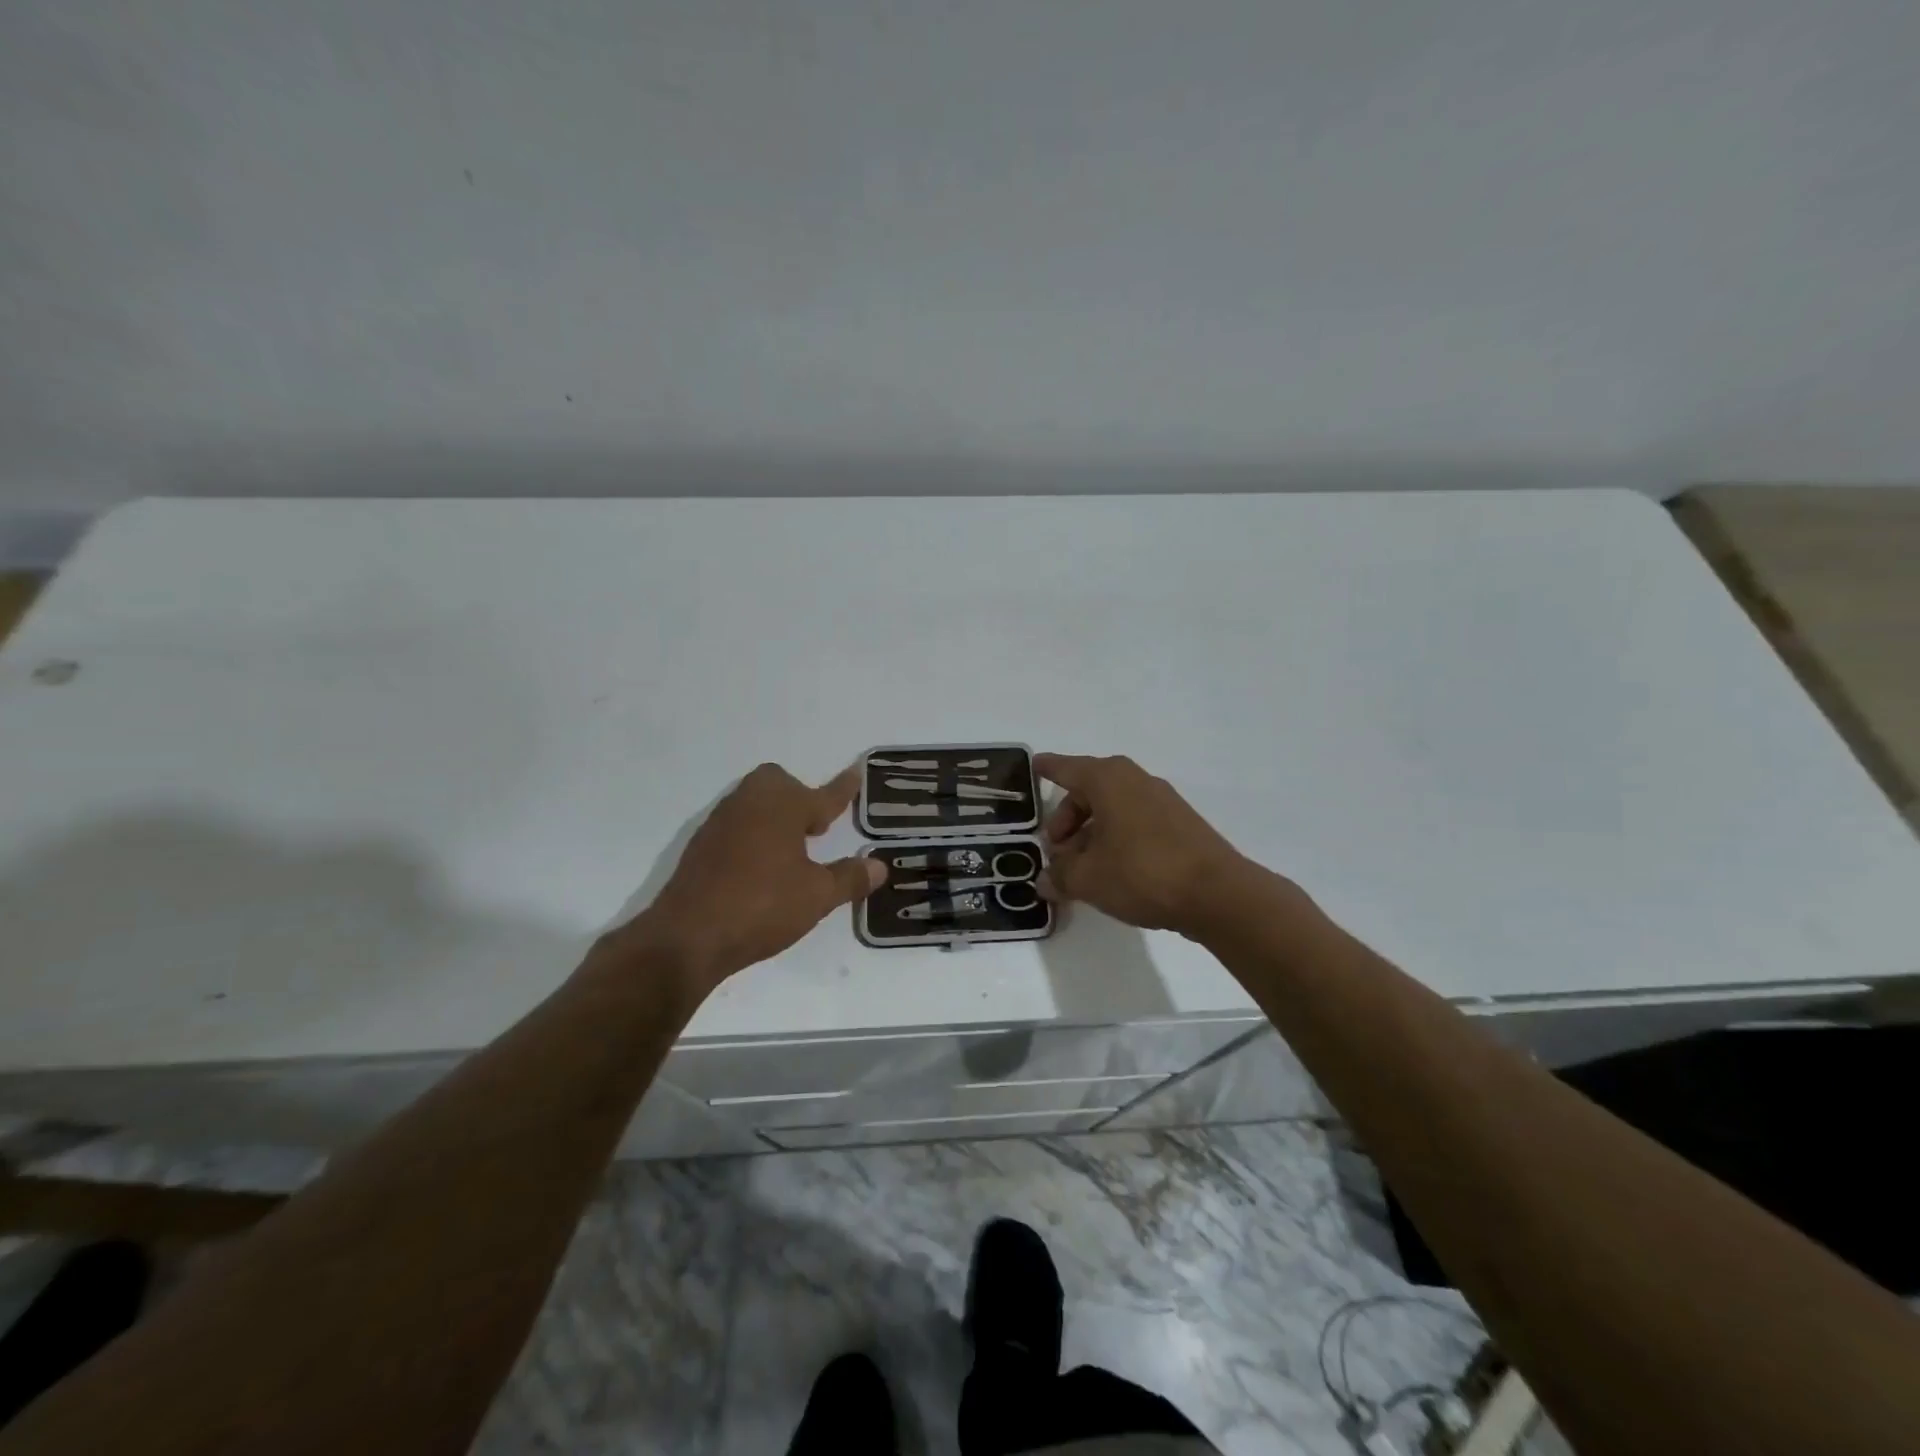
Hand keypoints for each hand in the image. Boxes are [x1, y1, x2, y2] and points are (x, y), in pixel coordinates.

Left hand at [616, 763, 883, 994]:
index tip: (857, 771)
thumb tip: (879, 865)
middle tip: (816, 829)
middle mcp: (751, 804)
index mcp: (783, 807)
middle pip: (779, 783)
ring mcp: (721, 822)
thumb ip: (850, 878)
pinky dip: (753, 834)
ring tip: (791, 849)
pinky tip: (758, 866)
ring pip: (754, 802)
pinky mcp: (701, 844)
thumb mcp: (817, 896)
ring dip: (775, 815)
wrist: (687, 936)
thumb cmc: (762, 907)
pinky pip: (736, 824)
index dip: (844, 787)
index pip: (824, 794)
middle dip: (800, 798)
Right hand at [1034, 753, 1261, 937]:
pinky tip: (1112, 872)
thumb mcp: (1088, 878)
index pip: (1066, 768)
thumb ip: (1060, 876)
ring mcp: (1161, 801)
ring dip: (1091, 833)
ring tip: (1081, 869)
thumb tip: (1045, 880)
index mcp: (1108, 780)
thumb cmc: (1142, 873)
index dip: (1047, 768)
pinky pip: (1134, 822)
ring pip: (1113, 809)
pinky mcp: (1180, 824)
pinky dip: (1116, 839)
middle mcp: (1135, 780)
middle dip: (1066, 819)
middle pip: (1088, 792)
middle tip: (1055, 851)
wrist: (1217, 894)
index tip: (1034, 764)